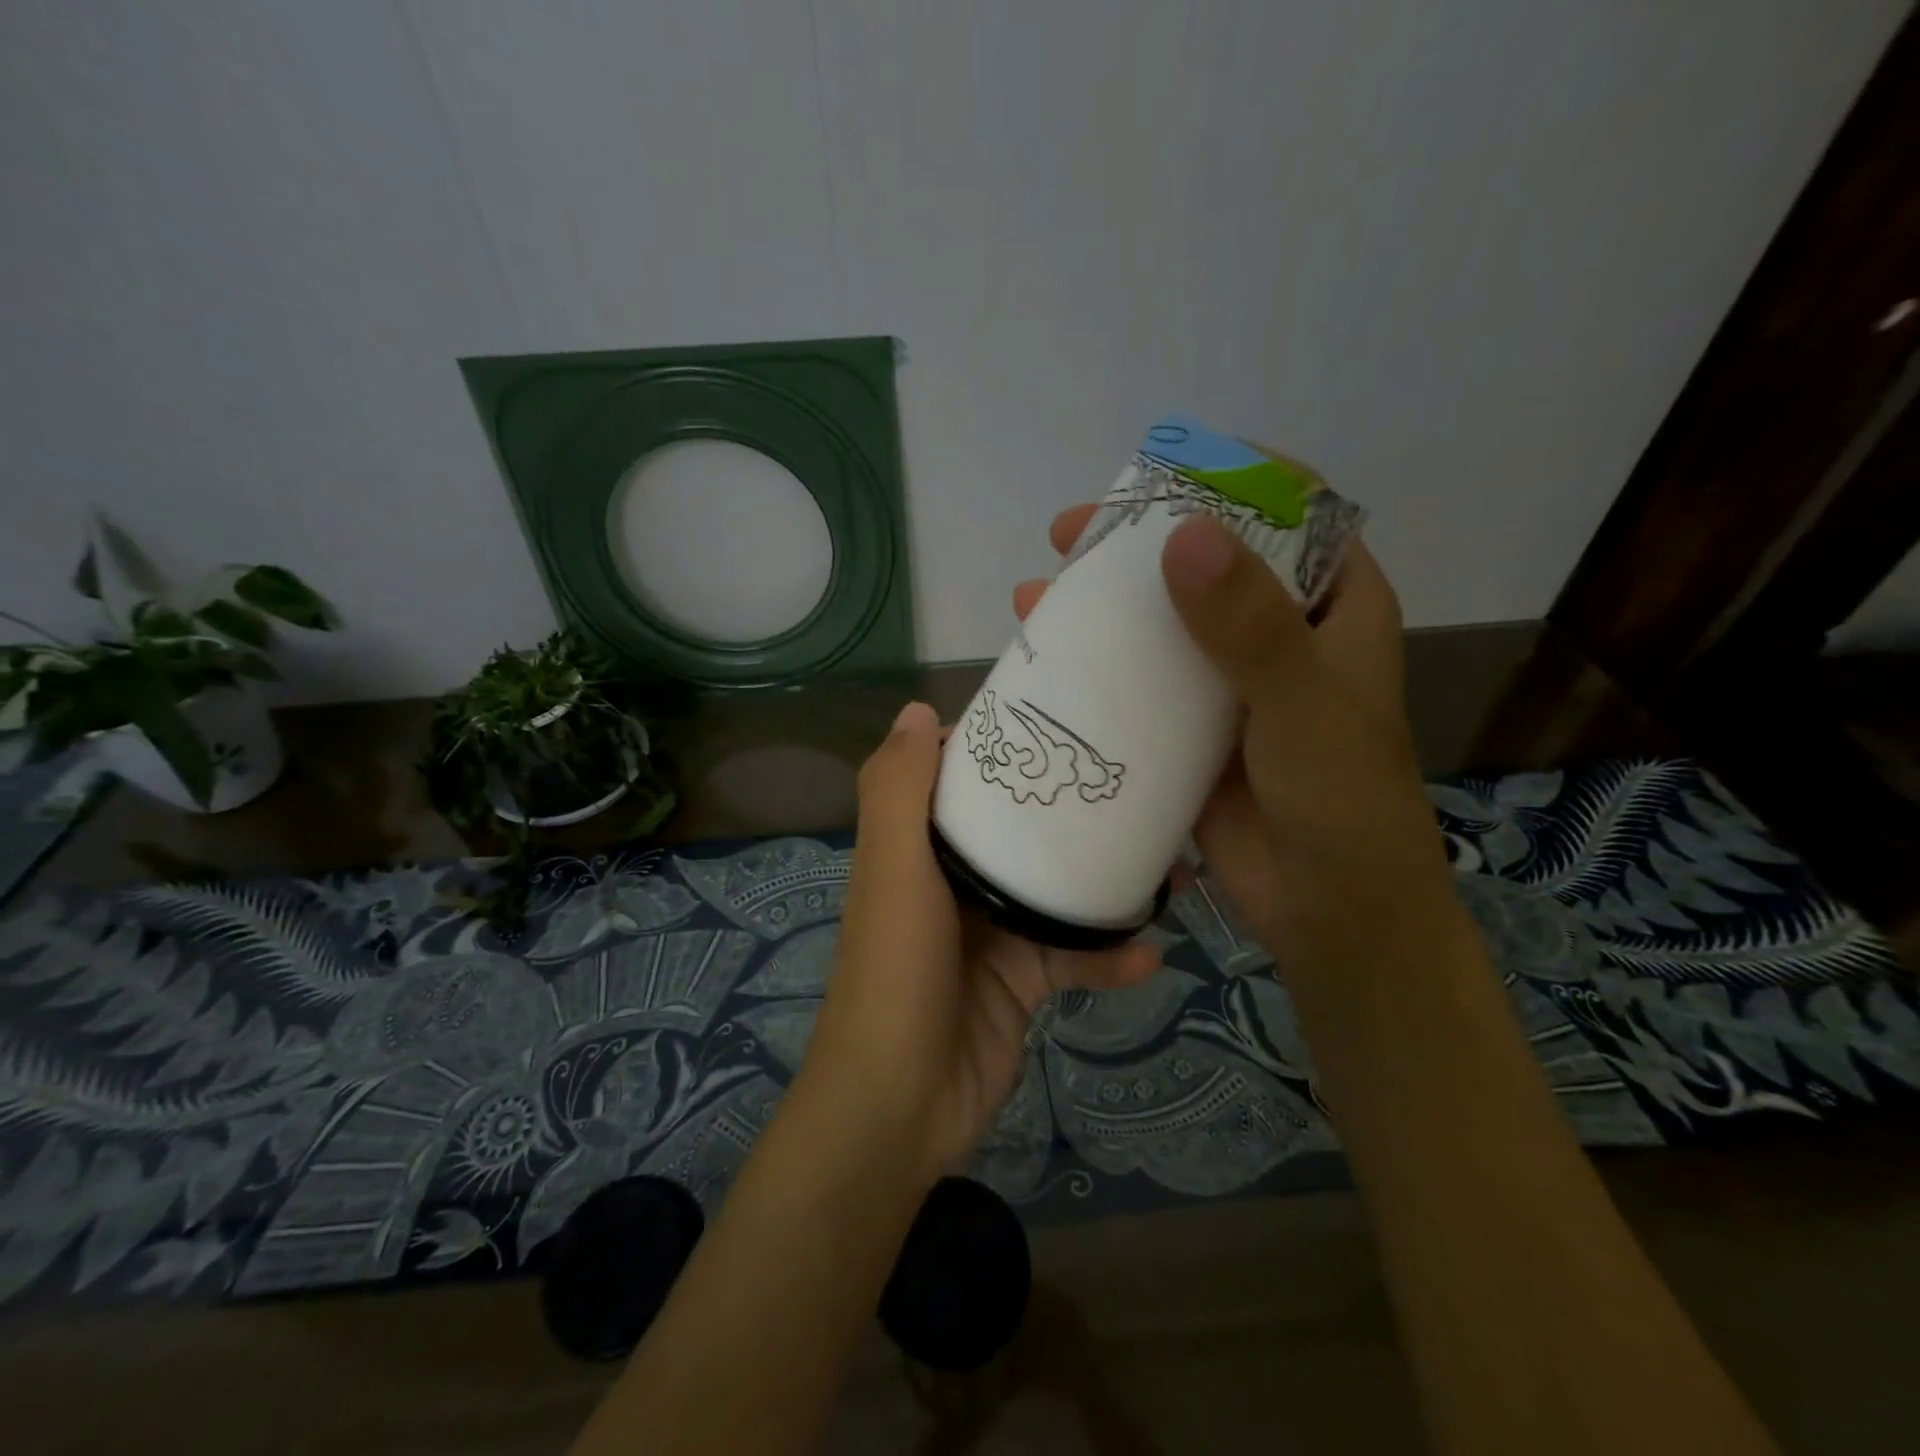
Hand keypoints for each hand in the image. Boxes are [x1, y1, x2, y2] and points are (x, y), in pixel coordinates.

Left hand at [799, 702, 1159, 1182]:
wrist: (900, 1104)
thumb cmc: (895, 971)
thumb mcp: (892, 869)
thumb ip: (897, 791)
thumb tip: (917, 709)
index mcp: (918, 846)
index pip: (958, 779)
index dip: (999, 747)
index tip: (1055, 718)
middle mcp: (952, 880)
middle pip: (1016, 829)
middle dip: (1067, 808)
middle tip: (1134, 782)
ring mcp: (990, 932)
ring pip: (1055, 889)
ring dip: (1105, 879)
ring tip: (1171, 862)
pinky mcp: (1022, 981)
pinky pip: (1073, 956)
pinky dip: (1108, 955)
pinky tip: (1151, 952)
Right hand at [1015, 506, 1449, 960]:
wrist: (1329, 912)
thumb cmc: (1340, 802)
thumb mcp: (1303, 706)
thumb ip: (1250, 627)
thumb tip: (1183, 534)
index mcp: (1331, 608)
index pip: (1286, 514)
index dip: (1226, 481)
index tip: (1157, 474)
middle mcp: (1277, 635)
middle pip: (1205, 562)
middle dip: (1137, 543)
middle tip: (1068, 534)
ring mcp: (1226, 683)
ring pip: (1160, 622)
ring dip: (1103, 604)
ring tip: (1038, 592)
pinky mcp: (1187, 729)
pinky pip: (1138, 683)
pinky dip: (1096, 667)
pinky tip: (1044, 659)